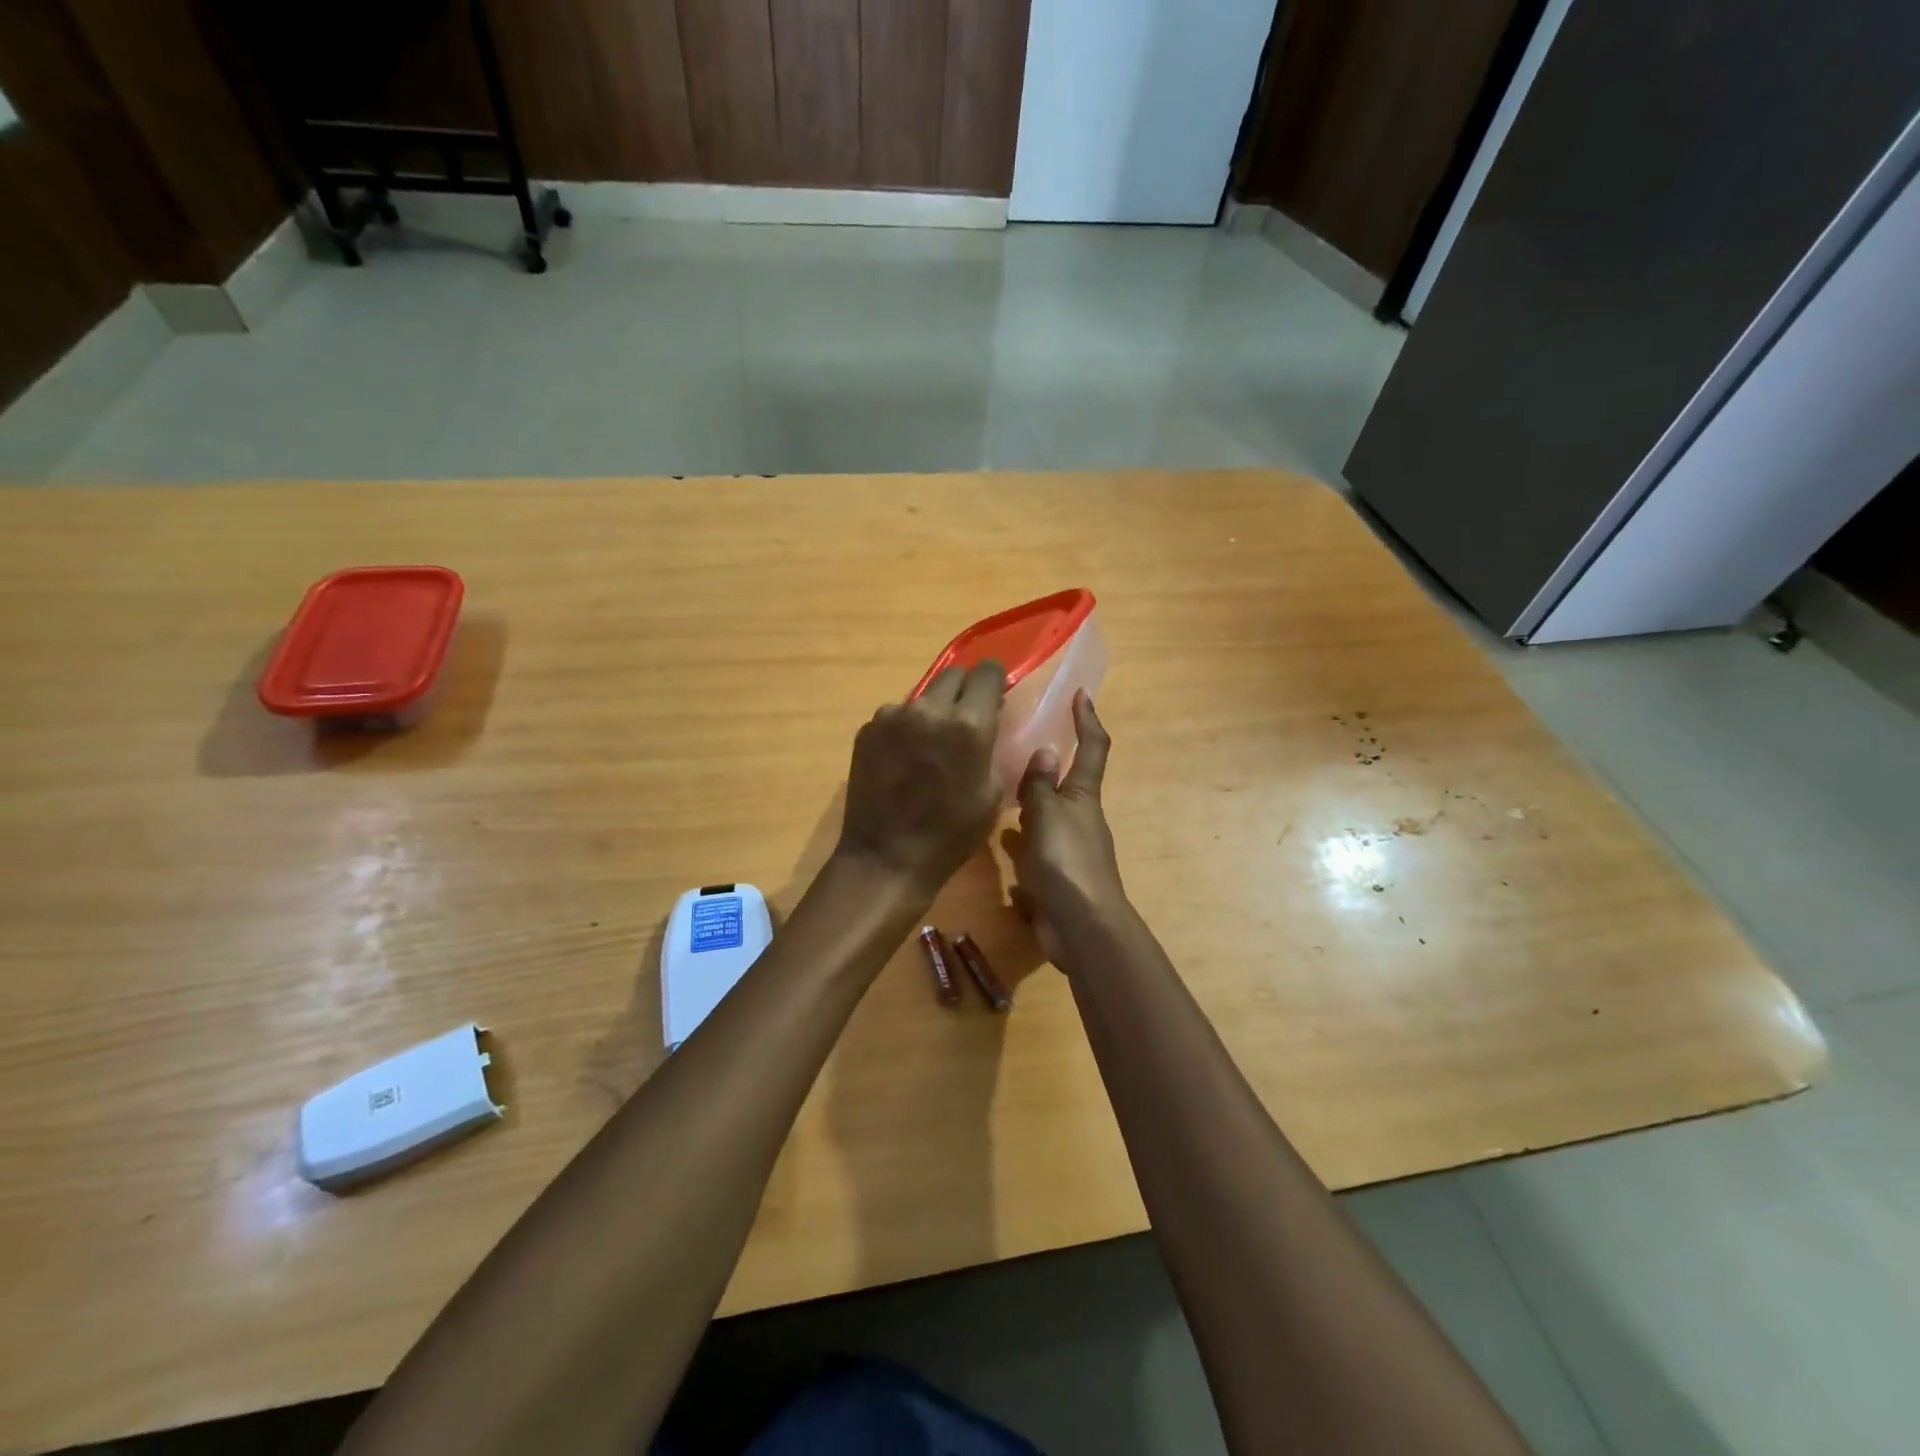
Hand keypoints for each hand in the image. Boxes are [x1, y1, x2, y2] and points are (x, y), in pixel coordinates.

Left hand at [835, 662, 1005, 900]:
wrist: (886, 858)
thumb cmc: (951, 834)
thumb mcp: (992, 793)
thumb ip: (991, 747)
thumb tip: (987, 721)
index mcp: (969, 724)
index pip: (988, 672)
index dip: (995, 681)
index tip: (994, 697)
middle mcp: (929, 709)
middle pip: (954, 675)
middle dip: (965, 690)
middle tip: (966, 719)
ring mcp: (892, 716)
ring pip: (923, 696)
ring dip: (933, 710)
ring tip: (930, 745)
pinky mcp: (868, 729)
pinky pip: (896, 715)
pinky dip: (906, 728)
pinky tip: (903, 760)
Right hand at [1008, 692, 1124, 963]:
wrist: (1081, 927)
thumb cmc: (1064, 862)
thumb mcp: (1046, 816)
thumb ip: (1040, 786)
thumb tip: (1045, 749)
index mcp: (1083, 796)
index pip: (1092, 747)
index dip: (1087, 719)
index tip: (1080, 694)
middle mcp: (1080, 819)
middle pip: (1066, 785)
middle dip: (1046, 769)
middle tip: (1014, 751)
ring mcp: (1070, 850)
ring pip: (1047, 820)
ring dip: (1028, 809)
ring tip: (996, 797)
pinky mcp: (1058, 878)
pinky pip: (1036, 855)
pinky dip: (1022, 851)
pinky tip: (1000, 851)